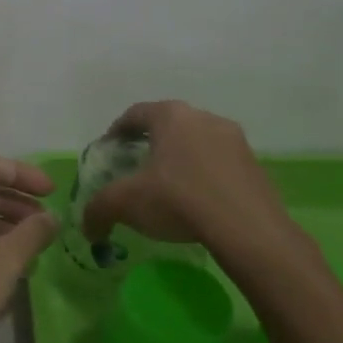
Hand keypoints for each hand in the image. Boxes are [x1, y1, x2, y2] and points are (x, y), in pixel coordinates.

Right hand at [80, 100, 298, 250]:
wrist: (247, 228)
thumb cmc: (178, 200)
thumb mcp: (126, 203)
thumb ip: (98, 209)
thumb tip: (88, 226)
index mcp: (171, 116)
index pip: (135, 114)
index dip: (117, 130)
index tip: (109, 149)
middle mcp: (203, 117)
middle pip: (169, 125)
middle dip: (150, 143)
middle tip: (137, 166)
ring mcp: (234, 139)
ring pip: (197, 142)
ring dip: (181, 158)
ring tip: (169, 186)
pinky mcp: (254, 164)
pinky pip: (220, 163)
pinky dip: (204, 175)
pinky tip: (198, 200)